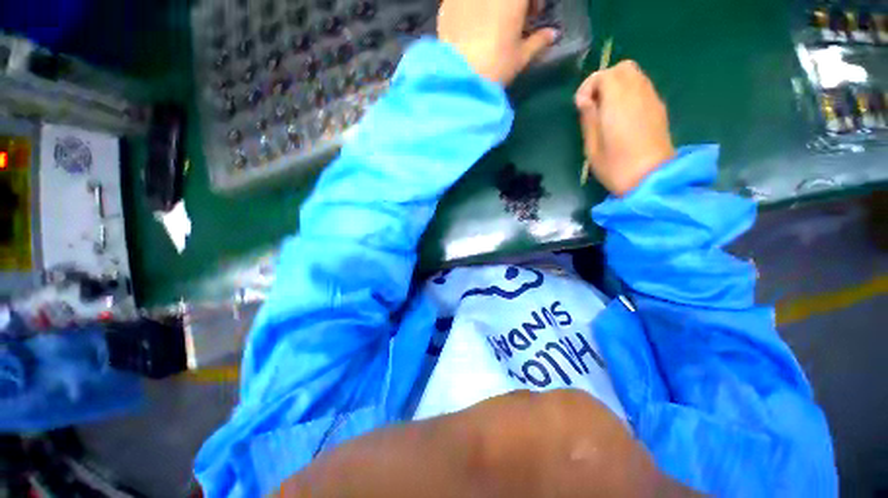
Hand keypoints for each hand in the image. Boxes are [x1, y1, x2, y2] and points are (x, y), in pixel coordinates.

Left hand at [438, 0, 558, 84]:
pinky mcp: (447, 4)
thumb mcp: (520, 56)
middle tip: (513, 19)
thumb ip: (538, 41)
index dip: (533, 2)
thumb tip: (552, 34)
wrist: (459, 78)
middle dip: (513, 3)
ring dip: (491, 6)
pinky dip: (472, 9)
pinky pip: (463, 2)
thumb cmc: (495, 66)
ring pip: (483, 0)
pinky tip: (471, 26)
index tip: (534, 15)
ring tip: (491, 23)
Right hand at [575, 61, 674, 195]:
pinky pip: (642, 87)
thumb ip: (588, 118)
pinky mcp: (658, 108)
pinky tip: (621, 114)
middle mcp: (638, 93)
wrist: (651, 178)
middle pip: (622, 68)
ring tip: (606, 109)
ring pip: (635, 75)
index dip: (588, 86)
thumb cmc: (615, 166)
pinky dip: (629, 92)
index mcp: (619, 101)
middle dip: (604, 80)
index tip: (580, 106)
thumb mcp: (592, 146)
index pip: (604, 75)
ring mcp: (652, 99)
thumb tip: (585, 100)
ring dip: (617, 85)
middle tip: (593, 103)